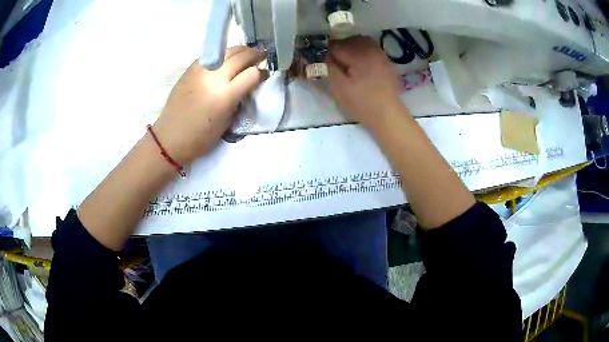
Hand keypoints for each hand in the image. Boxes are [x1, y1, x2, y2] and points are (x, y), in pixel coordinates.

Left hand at [153, 46, 266, 163]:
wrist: (170, 137)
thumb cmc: (201, 137)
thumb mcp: (227, 121)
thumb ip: (239, 98)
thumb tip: (248, 83)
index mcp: (225, 96)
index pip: (252, 74)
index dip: (262, 73)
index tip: (265, 74)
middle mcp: (214, 78)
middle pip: (241, 57)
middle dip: (255, 54)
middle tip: (262, 55)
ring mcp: (201, 71)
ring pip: (226, 51)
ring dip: (240, 50)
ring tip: (247, 53)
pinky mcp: (190, 69)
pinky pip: (212, 55)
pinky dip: (223, 54)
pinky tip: (226, 59)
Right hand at [326, 36, 402, 126]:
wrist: (387, 114)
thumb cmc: (361, 102)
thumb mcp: (338, 87)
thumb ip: (326, 67)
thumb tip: (315, 55)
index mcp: (359, 53)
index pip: (335, 45)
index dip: (325, 51)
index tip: (319, 60)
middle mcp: (371, 49)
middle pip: (348, 40)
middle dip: (338, 48)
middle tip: (331, 61)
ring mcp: (381, 54)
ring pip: (360, 42)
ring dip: (350, 48)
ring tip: (344, 62)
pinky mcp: (386, 62)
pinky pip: (370, 49)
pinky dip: (361, 52)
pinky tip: (358, 65)